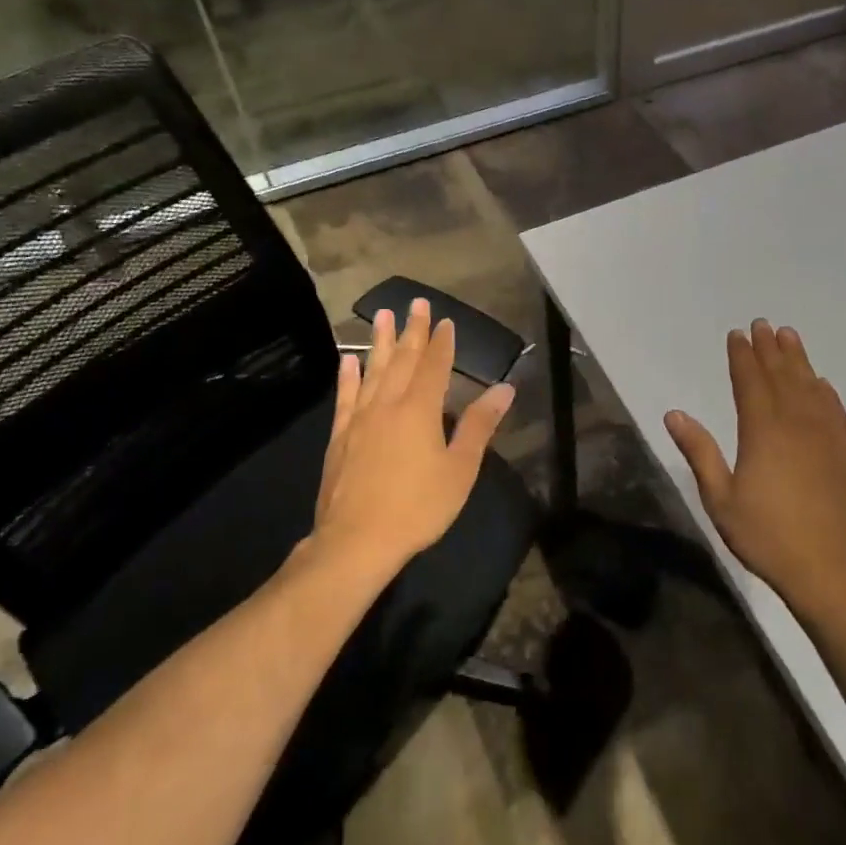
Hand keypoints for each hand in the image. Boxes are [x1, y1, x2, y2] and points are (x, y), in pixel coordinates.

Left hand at [312, 298, 514, 574]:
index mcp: (421, 409)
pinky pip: (346, 398)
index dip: (442, 342)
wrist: (356, 541)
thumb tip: (505, 388)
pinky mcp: (340, 437)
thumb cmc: (418, 506)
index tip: (445, 320)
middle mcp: (389, 404)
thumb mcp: (460, 468)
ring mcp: (361, 419)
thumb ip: (479, 425)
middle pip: (403, 360)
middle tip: (415, 303)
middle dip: (413, 330)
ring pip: (373, 371)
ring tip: (382, 316)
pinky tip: (349, 361)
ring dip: (380, 342)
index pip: (435, 366)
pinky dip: (348, 377)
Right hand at [665, 319, 845, 617]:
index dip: (742, 356)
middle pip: (781, 376)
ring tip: (789, 336)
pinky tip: (821, 383)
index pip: (750, 382)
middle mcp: (796, 423)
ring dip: (798, 359)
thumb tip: (674, 414)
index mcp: (762, 431)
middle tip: (762, 324)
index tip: (737, 334)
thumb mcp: (720, 499)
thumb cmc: (766, 536)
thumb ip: (699, 452)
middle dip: (769, 348)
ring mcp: (825, 436)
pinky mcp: (845, 453)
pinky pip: (835, 411)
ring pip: (810, 386)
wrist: (829, 569)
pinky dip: (826, 392)